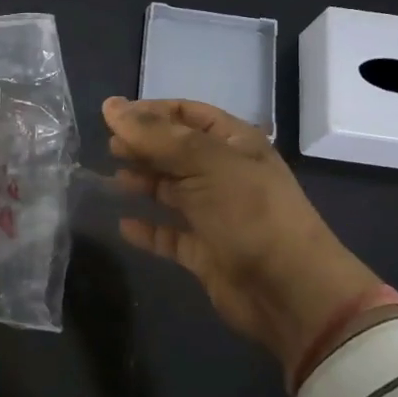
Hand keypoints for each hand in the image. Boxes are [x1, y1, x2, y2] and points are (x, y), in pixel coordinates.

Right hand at [104, 97, 397, 382]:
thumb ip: (155, 135)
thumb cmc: (249, 212)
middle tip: (109, 148)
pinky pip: (170, 235)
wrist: (288, 290)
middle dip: (144, 146)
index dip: (151, 111)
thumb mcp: (205, 163)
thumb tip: (110, 106)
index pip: (187, 114)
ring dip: (144, 183)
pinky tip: (124, 225)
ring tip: (111, 180)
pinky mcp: (205, 251)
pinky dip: (148, 230)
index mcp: (234, 144)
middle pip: (177, 152)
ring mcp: (216, 214)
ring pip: (172, 191)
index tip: (112, 117)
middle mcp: (225, 174)